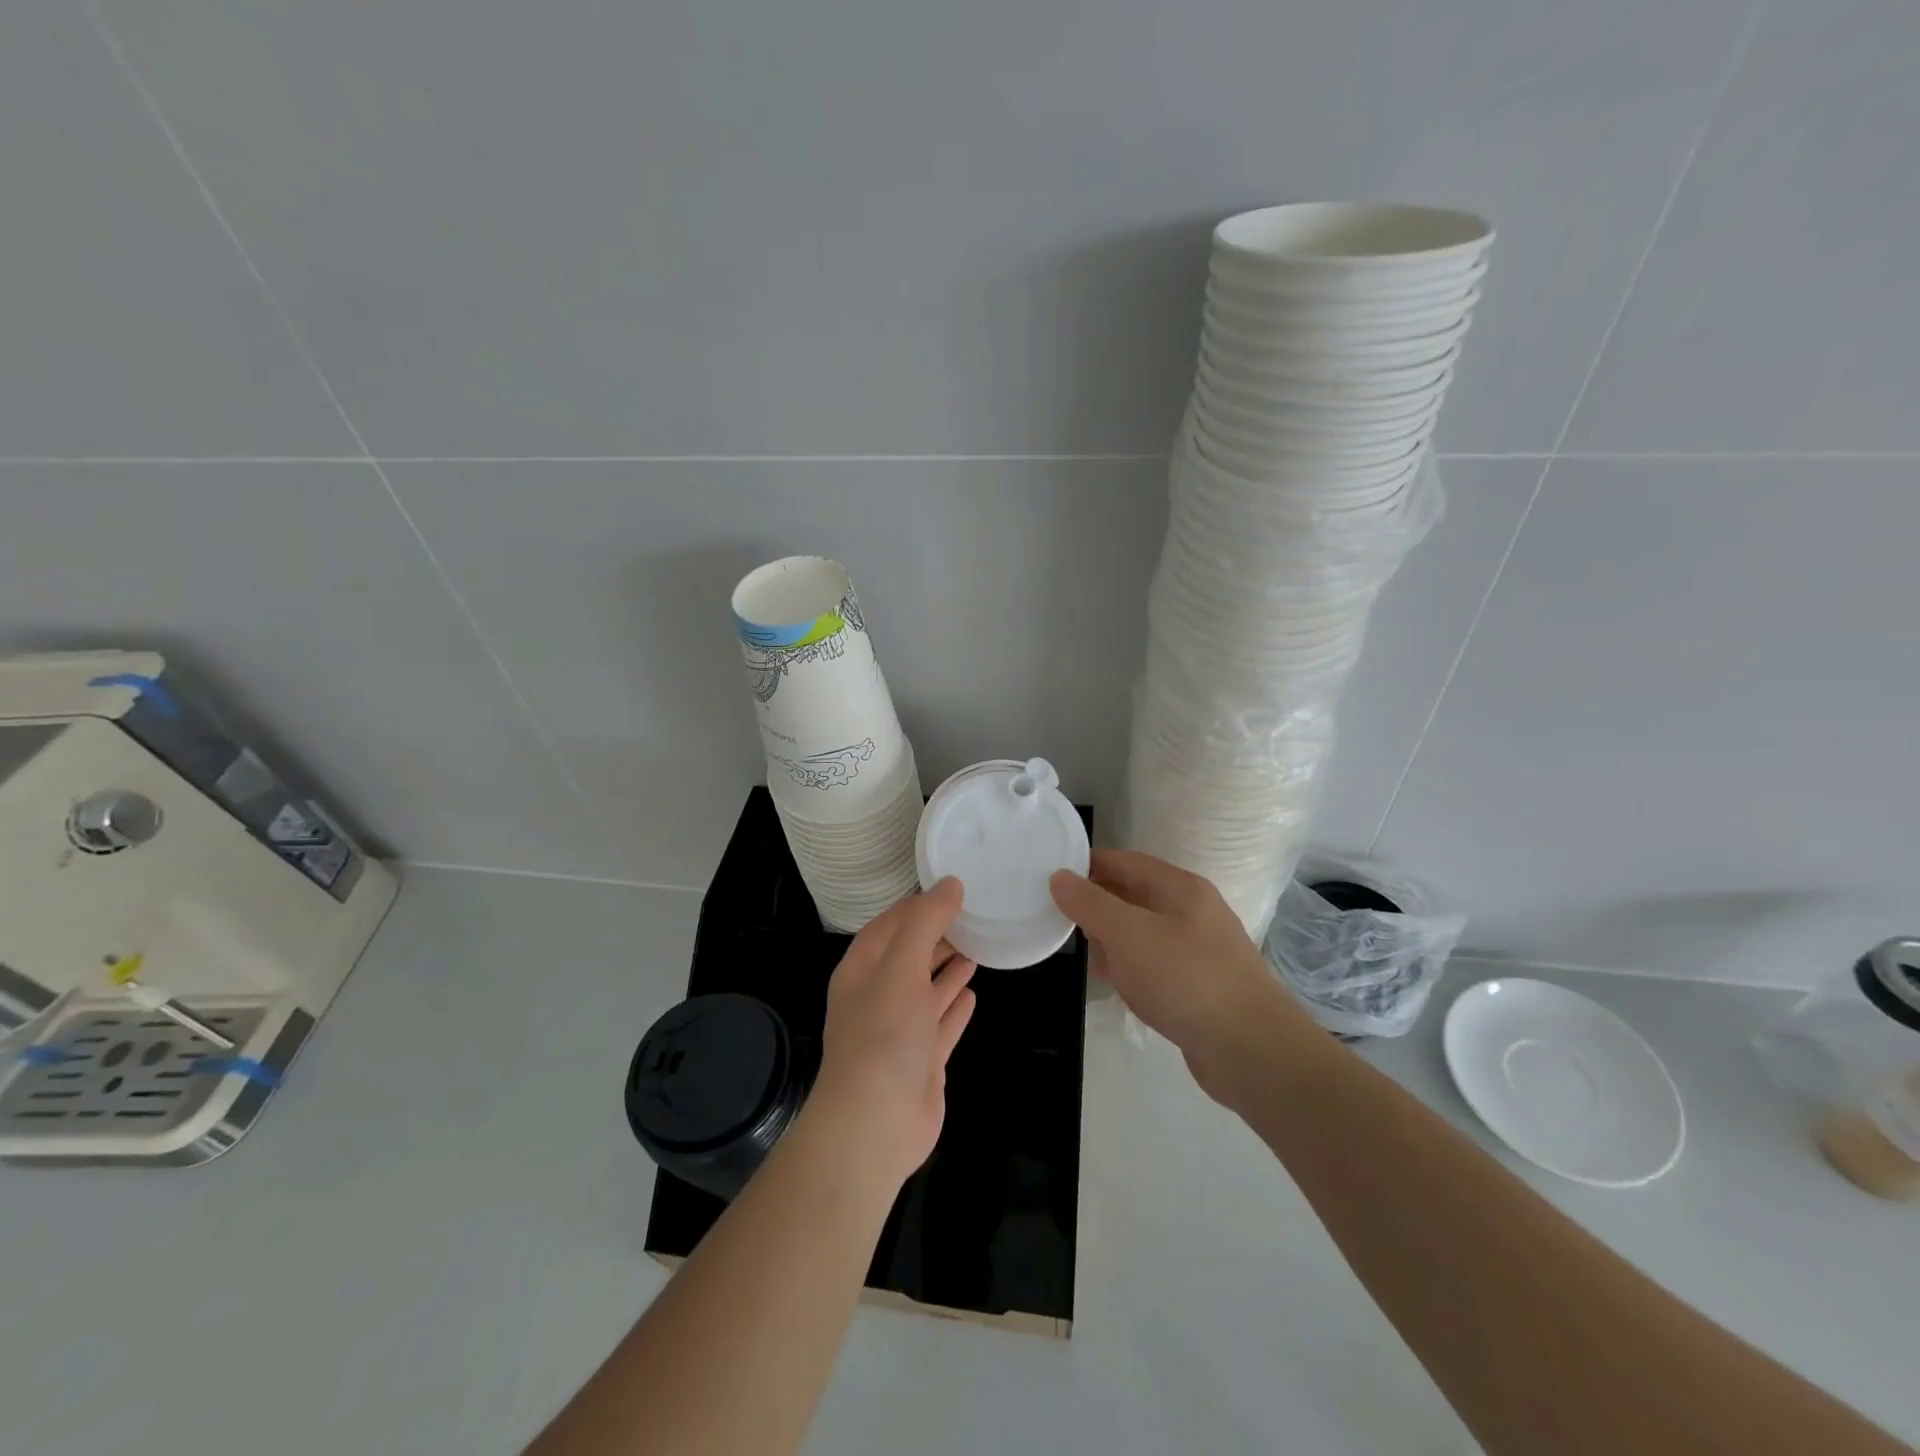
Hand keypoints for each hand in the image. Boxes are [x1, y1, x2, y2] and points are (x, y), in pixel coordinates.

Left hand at [807, 879, 977, 1190]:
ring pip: (927, 989)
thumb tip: (951, 884)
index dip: (917, 905)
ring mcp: (900, 1031)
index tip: (951, 888)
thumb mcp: (901, 967)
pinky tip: (973, 991)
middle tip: (974, 914)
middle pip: (910, 955)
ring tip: (977, 945)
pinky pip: (941, 1023)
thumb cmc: (883, 1035)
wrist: (875, 1125)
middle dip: (937, 934)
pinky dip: (955, 1006)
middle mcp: (878, 996)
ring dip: (948, 967)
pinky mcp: (922, 1060)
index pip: (890, 925)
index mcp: (863, 970)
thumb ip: (926, 923)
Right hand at [1051, 850, 1315, 1101]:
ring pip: (1143, 933)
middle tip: (1060, 920)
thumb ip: (1090, 903)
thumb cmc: (1185, 978)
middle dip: (1098, 906)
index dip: (1089, 865)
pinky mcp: (1200, 986)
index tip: (1052, 877)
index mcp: (1180, 888)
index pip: (1125, 862)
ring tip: (1086, 955)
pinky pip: (1155, 966)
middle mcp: (1193, 912)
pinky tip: (1119, 987)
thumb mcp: (1128, 934)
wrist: (1251, 1050)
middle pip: (1134, 896)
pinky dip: (1133, 971)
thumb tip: (1060, 877)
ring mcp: (1200, 950)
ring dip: (1114, 941)